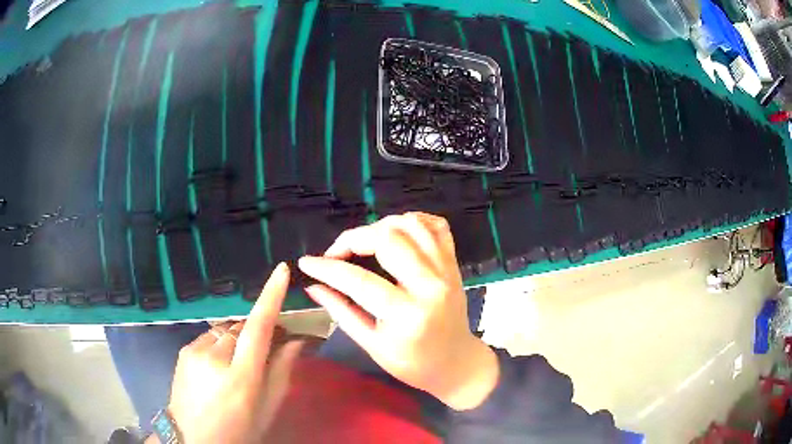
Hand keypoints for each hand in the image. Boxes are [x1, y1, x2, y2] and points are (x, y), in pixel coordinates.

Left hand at [163, 263, 306, 443]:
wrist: (192, 438)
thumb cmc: (237, 430)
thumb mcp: (266, 410)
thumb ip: (281, 373)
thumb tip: (296, 341)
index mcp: (241, 377)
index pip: (257, 328)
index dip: (270, 297)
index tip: (281, 270)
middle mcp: (215, 357)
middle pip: (243, 325)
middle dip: (258, 329)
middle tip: (270, 346)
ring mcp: (195, 350)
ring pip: (226, 329)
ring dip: (238, 337)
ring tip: (239, 362)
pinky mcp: (184, 349)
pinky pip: (211, 335)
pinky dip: (222, 343)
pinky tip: (220, 365)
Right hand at [298, 212, 498, 410]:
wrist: (456, 363)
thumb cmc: (412, 363)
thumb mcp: (372, 345)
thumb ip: (341, 312)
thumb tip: (313, 287)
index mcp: (407, 314)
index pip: (359, 280)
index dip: (327, 268)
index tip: (307, 263)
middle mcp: (430, 285)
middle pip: (388, 239)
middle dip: (353, 239)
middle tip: (336, 253)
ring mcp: (446, 270)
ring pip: (411, 225)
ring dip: (380, 226)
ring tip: (363, 243)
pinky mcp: (454, 263)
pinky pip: (437, 226)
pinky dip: (413, 220)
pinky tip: (396, 231)